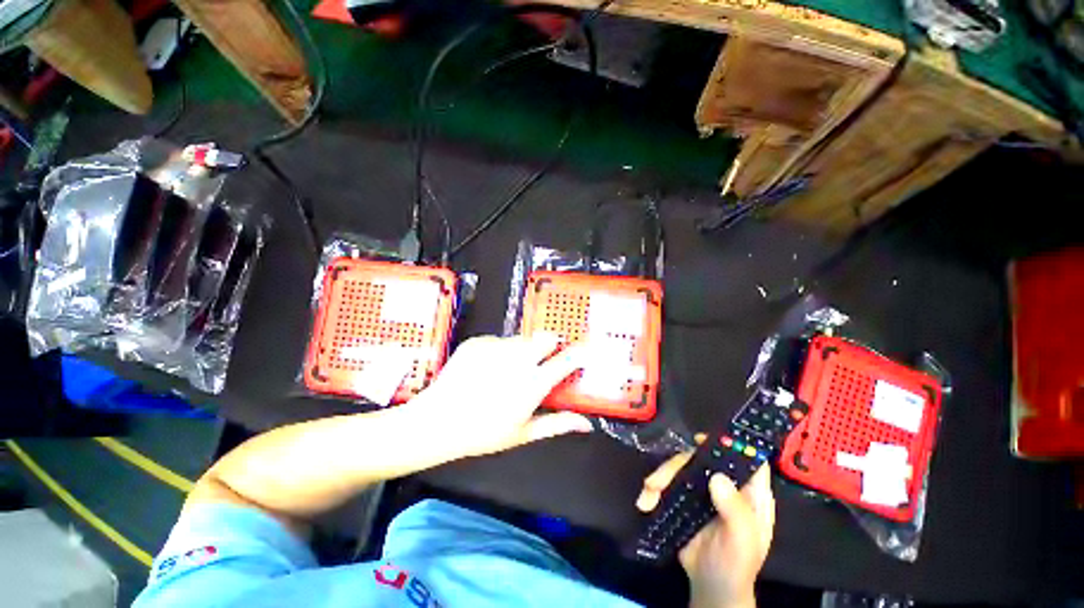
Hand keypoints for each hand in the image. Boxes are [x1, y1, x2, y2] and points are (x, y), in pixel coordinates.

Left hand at [410, 334, 592, 458]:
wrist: (436, 421)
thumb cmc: (483, 433)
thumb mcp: (523, 433)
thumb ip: (557, 423)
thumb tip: (587, 424)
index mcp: (532, 383)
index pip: (566, 359)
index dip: (581, 352)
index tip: (587, 349)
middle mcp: (518, 359)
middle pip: (546, 337)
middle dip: (551, 345)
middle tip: (542, 361)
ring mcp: (497, 347)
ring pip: (522, 339)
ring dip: (524, 350)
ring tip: (508, 370)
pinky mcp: (479, 341)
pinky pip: (499, 340)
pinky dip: (500, 351)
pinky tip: (486, 368)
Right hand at [636, 439, 774, 607]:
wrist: (710, 587)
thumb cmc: (735, 566)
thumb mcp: (742, 542)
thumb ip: (735, 511)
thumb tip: (717, 476)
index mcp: (750, 494)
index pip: (746, 459)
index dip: (730, 444)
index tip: (701, 440)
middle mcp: (727, 485)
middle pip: (701, 458)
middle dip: (675, 465)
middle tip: (656, 481)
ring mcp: (705, 490)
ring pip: (681, 467)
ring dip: (660, 477)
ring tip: (647, 494)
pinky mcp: (686, 497)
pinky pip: (669, 482)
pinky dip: (654, 489)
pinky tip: (645, 502)